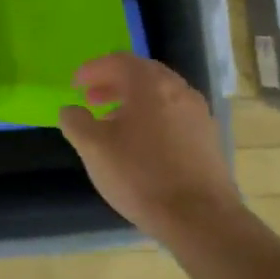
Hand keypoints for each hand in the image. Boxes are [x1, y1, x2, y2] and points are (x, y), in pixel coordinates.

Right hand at [59, 53, 236, 237]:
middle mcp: (179, 90)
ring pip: (160, 95)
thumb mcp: (93, 148)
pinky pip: (173, 114)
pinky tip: (139, 144)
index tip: (75, 84)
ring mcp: (198, 114)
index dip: (93, 69)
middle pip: (142, 74)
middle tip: (91, 98)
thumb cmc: (140, 176)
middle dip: (113, 82)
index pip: (119, 60)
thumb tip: (71, 110)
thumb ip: (76, 122)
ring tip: (111, 122)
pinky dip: (151, 117)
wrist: (200, 218)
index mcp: (150, 85)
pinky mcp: (208, 138)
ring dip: (132, 101)